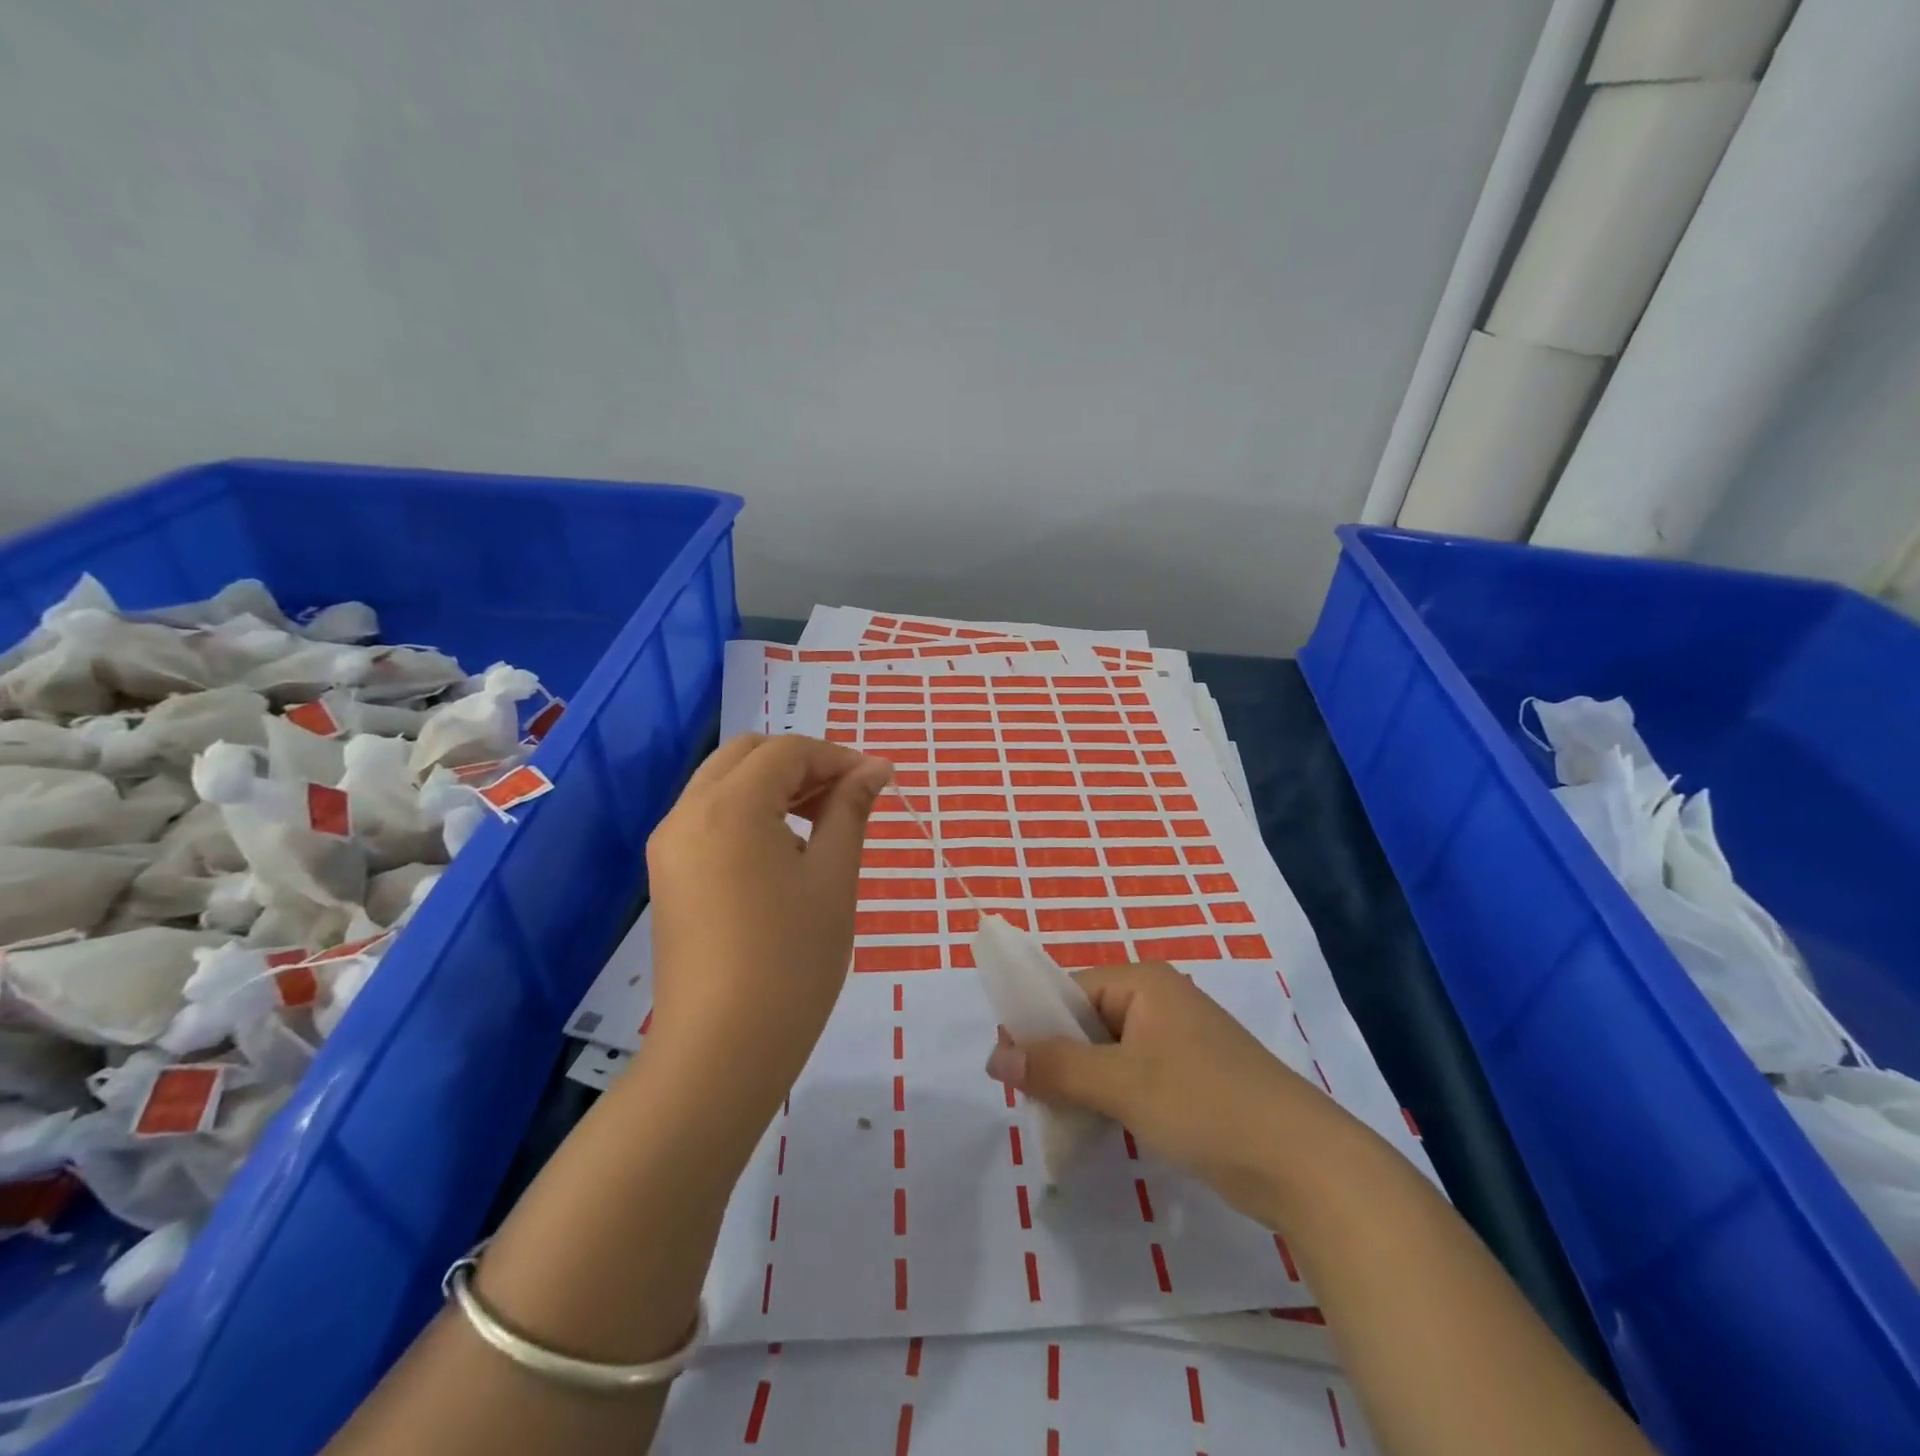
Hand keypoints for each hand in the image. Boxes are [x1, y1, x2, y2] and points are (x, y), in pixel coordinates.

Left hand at [646, 733, 891, 1104]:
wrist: (720, 1051)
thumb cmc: (791, 960)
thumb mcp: (832, 878)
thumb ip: (850, 811)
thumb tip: (875, 769)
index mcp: (729, 806)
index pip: (787, 750)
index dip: (837, 757)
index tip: (878, 782)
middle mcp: (688, 812)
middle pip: (748, 754)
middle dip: (802, 763)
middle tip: (847, 797)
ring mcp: (670, 844)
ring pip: (724, 782)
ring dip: (774, 785)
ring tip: (822, 823)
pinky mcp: (668, 874)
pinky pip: (710, 816)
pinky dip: (749, 811)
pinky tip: (784, 850)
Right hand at [986, 961, 1328, 1219]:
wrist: (1306, 1165)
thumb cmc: (1207, 1105)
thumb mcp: (1122, 1084)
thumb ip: (1056, 1067)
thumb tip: (993, 1054)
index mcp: (1144, 982)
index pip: (1069, 990)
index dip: (1035, 1025)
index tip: (1006, 1068)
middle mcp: (1160, 1001)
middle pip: (1087, 1021)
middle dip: (1058, 1059)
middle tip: (1031, 1101)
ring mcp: (1179, 1041)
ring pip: (1108, 1054)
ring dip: (1082, 1084)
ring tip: (1059, 1121)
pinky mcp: (1192, 1079)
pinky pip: (1133, 1076)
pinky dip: (1110, 1099)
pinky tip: (1097, 1130)